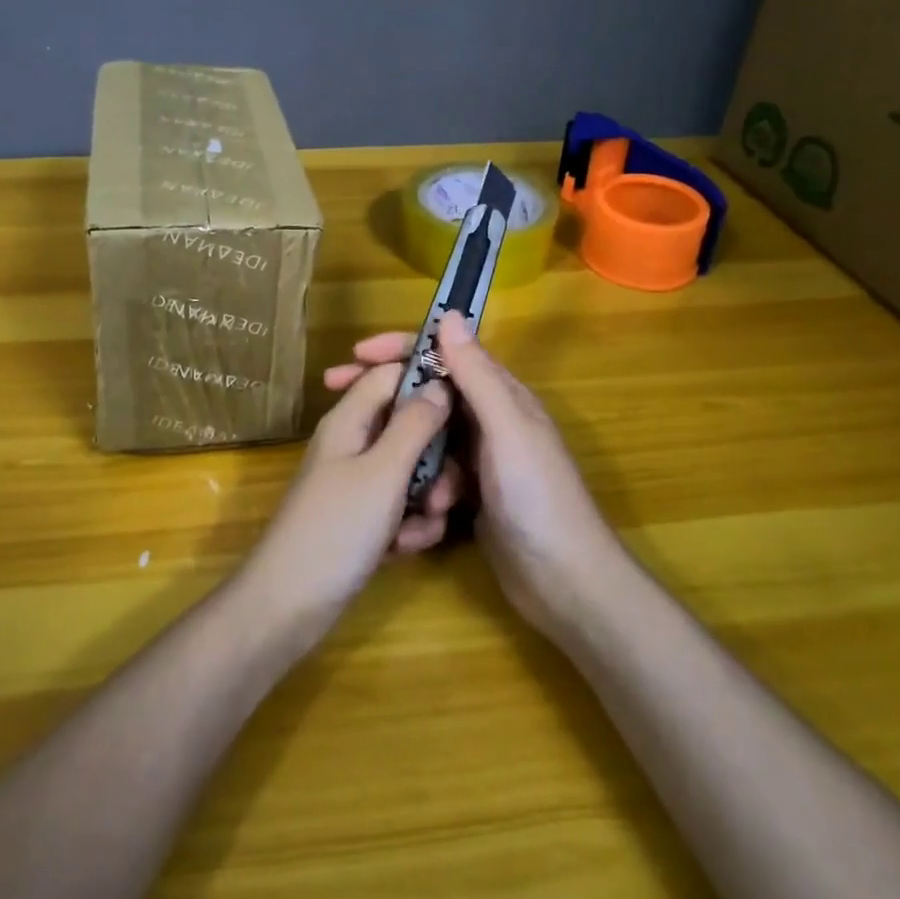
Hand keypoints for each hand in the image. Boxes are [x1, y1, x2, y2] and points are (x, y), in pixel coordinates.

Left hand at [243, 361, 458, 642]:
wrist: (289, 604)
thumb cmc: (336, 528)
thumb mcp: (383, 472)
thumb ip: (414, 424)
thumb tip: (440, 383)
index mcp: (350, 419)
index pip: (391, 373)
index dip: (427, 376)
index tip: (466, 397)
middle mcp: (354, 442)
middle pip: (408, 424)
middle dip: (435, 454)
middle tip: (445, 488)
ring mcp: (357, 481)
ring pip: (411, 468)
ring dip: (427, 495)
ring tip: (426, 522)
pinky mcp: (363, 516)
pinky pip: (401, 504)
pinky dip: (410, 523)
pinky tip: (406, 547)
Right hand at [324, 313, 624, 638]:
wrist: (564, 583)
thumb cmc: (538, 497)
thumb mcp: (506, 429)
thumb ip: (477, 374)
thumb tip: (449, 314)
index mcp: (500, 395)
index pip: (444, 353)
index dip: (400, 348)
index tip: (356, 353)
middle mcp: (488, 419)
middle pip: (428, 392)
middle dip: (387, 394)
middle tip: (336, 391)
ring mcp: (478, 458)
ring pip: (424, 436)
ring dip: (404, 451)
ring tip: (385, 473)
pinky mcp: (469, 493)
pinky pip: (430, 473)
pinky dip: (418, 485)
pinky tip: (414, 509)